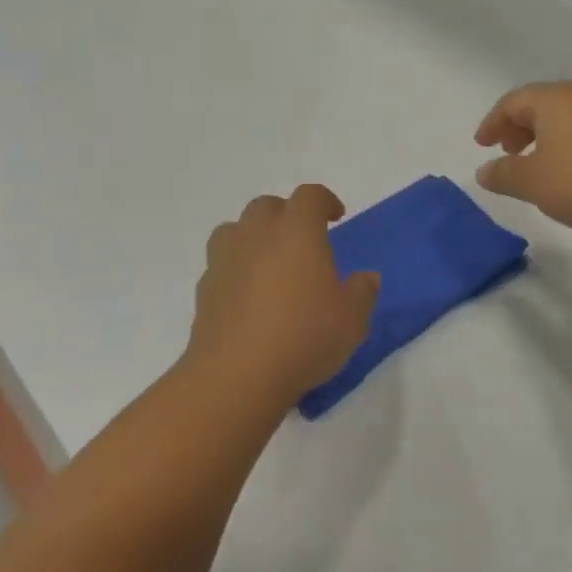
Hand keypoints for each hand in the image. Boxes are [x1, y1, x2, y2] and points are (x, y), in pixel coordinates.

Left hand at [187, 185, 378, 409]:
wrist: (237, 375)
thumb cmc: (304, 337)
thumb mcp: (352, 319)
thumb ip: (363, 292)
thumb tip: (367, 277)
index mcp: (297, 231)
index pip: (309, 196)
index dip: (324, 200)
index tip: (335, 216)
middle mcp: (257, 235)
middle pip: (267, 206)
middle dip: (286, 214)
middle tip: (302, 239)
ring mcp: (225, 260)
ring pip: (235, 229)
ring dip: (252, 236)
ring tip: (267, 261)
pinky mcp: (205, 289)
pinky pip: (220, 265)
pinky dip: (234, 270)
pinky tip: (246, 296)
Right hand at [475, 81, 571, 238]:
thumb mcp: (533, 183)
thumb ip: (503, 174)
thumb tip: (484, 171)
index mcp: (556, 98)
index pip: (513, 101)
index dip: (493, 122)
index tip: (482, 146)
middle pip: (543, 104)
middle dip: (520, 127)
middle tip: (510, 153)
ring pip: (571, 116)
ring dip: (548, 136)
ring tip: (542, 165)